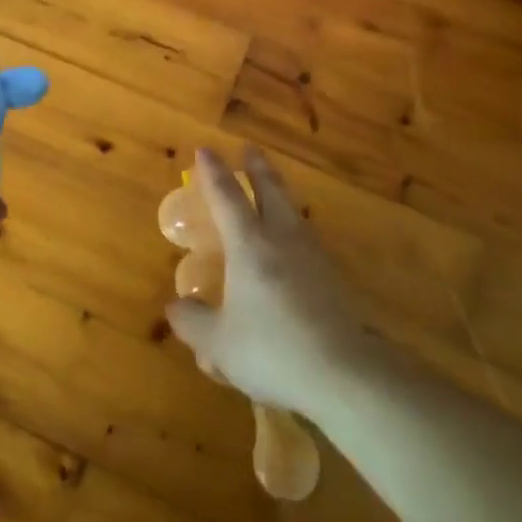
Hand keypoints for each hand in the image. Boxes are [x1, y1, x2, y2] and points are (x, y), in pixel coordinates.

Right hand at [166, 147, 376, 415]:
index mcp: (249, 245)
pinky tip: (296, 244)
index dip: (213, 173)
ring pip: (294, 211)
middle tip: (250, 149)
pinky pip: (308, 238)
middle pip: (270, 190)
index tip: (205, 149)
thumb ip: (193, 322)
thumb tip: (176, 306)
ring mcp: (314, 255)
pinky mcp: (335, 277)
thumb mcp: (219, 343)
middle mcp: (283, 238)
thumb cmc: (273, 349)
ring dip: (280, 193)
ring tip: (273, 191)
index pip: (227, 197)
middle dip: (257, 167)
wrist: (345, 372)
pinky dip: (295, 228)